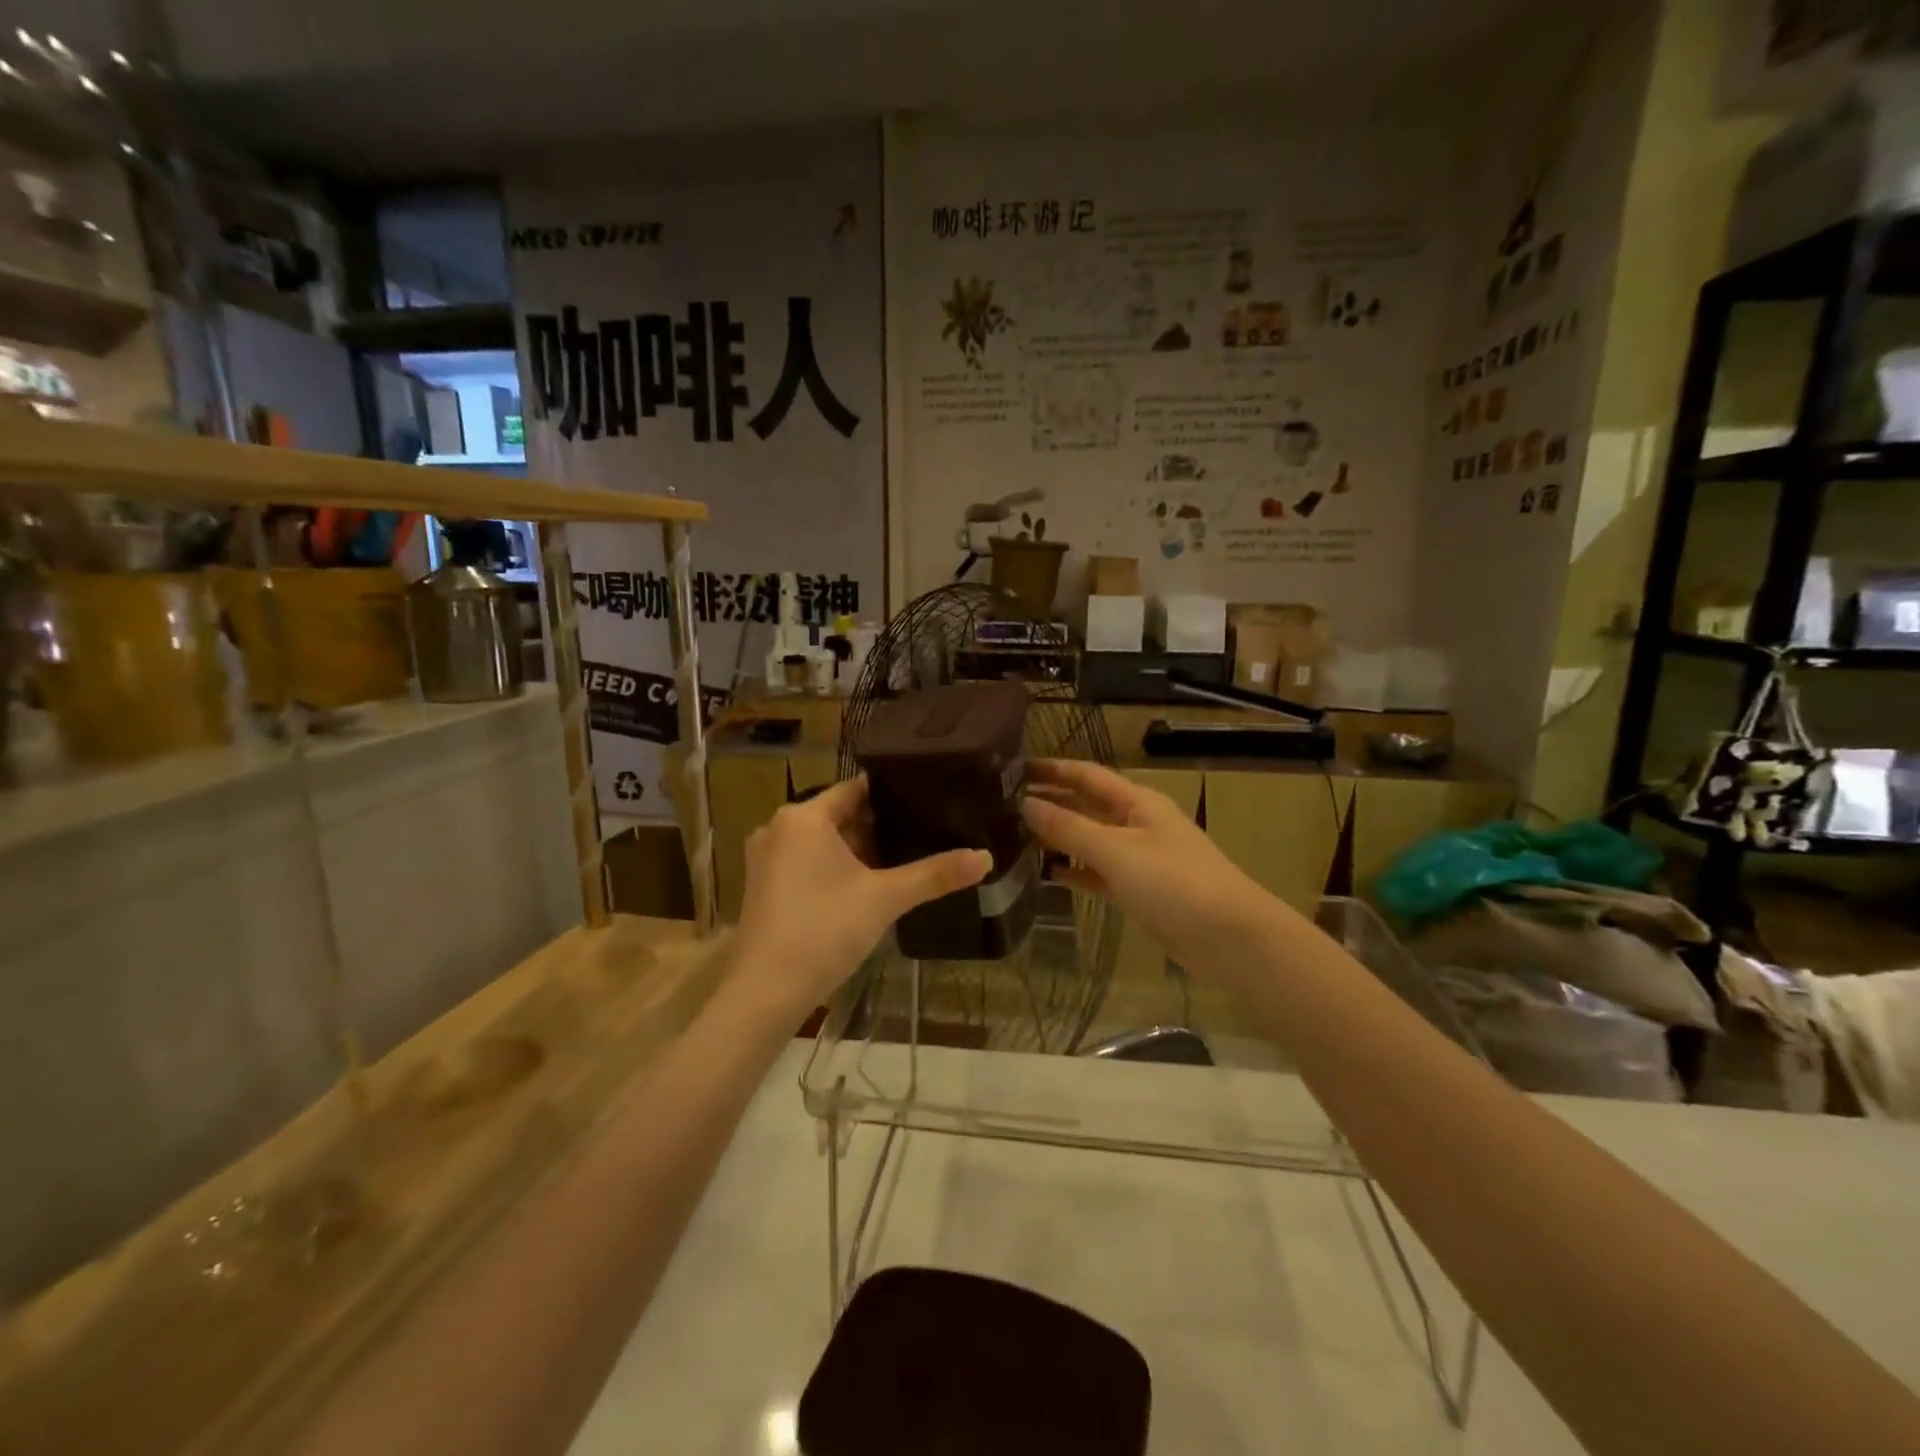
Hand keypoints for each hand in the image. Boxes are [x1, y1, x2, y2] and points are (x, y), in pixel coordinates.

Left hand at [732, 777, 990, 1018]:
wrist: (765, 993)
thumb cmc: (824, 930)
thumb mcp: (885, 898)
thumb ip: (935, 874)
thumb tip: (987, 857)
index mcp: (803, 817)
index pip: (855, 789)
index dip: (891, 794)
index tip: (926, 797)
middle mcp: (778, 828)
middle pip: (839, 816)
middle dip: (877, 827)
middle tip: (922, 833)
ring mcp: (765, 859)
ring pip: (822, 842)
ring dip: (856, 851)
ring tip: (901, 860)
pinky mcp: (761, 886)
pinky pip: (805, 863)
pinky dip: (832, 869)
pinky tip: (862, 888)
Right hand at [1021, 760, 1279, 986]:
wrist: (1229, 937)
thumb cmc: (1173, 882)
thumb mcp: (1116, 850)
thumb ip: (1069, 827)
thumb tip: (1026, 804)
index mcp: (1138, 802)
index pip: (1088, 775)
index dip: (1054, 769)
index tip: (1016, 768)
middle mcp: (1138, 823)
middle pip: (1088, 805)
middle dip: (1053, 800)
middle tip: (1008, 801)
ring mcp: (1140, 858)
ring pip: (1092, 840)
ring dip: (1060, 836)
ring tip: (1017, 835)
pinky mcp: (1140, 891)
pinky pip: (1100, 873)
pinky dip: (1076, 871)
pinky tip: (1049, 874)